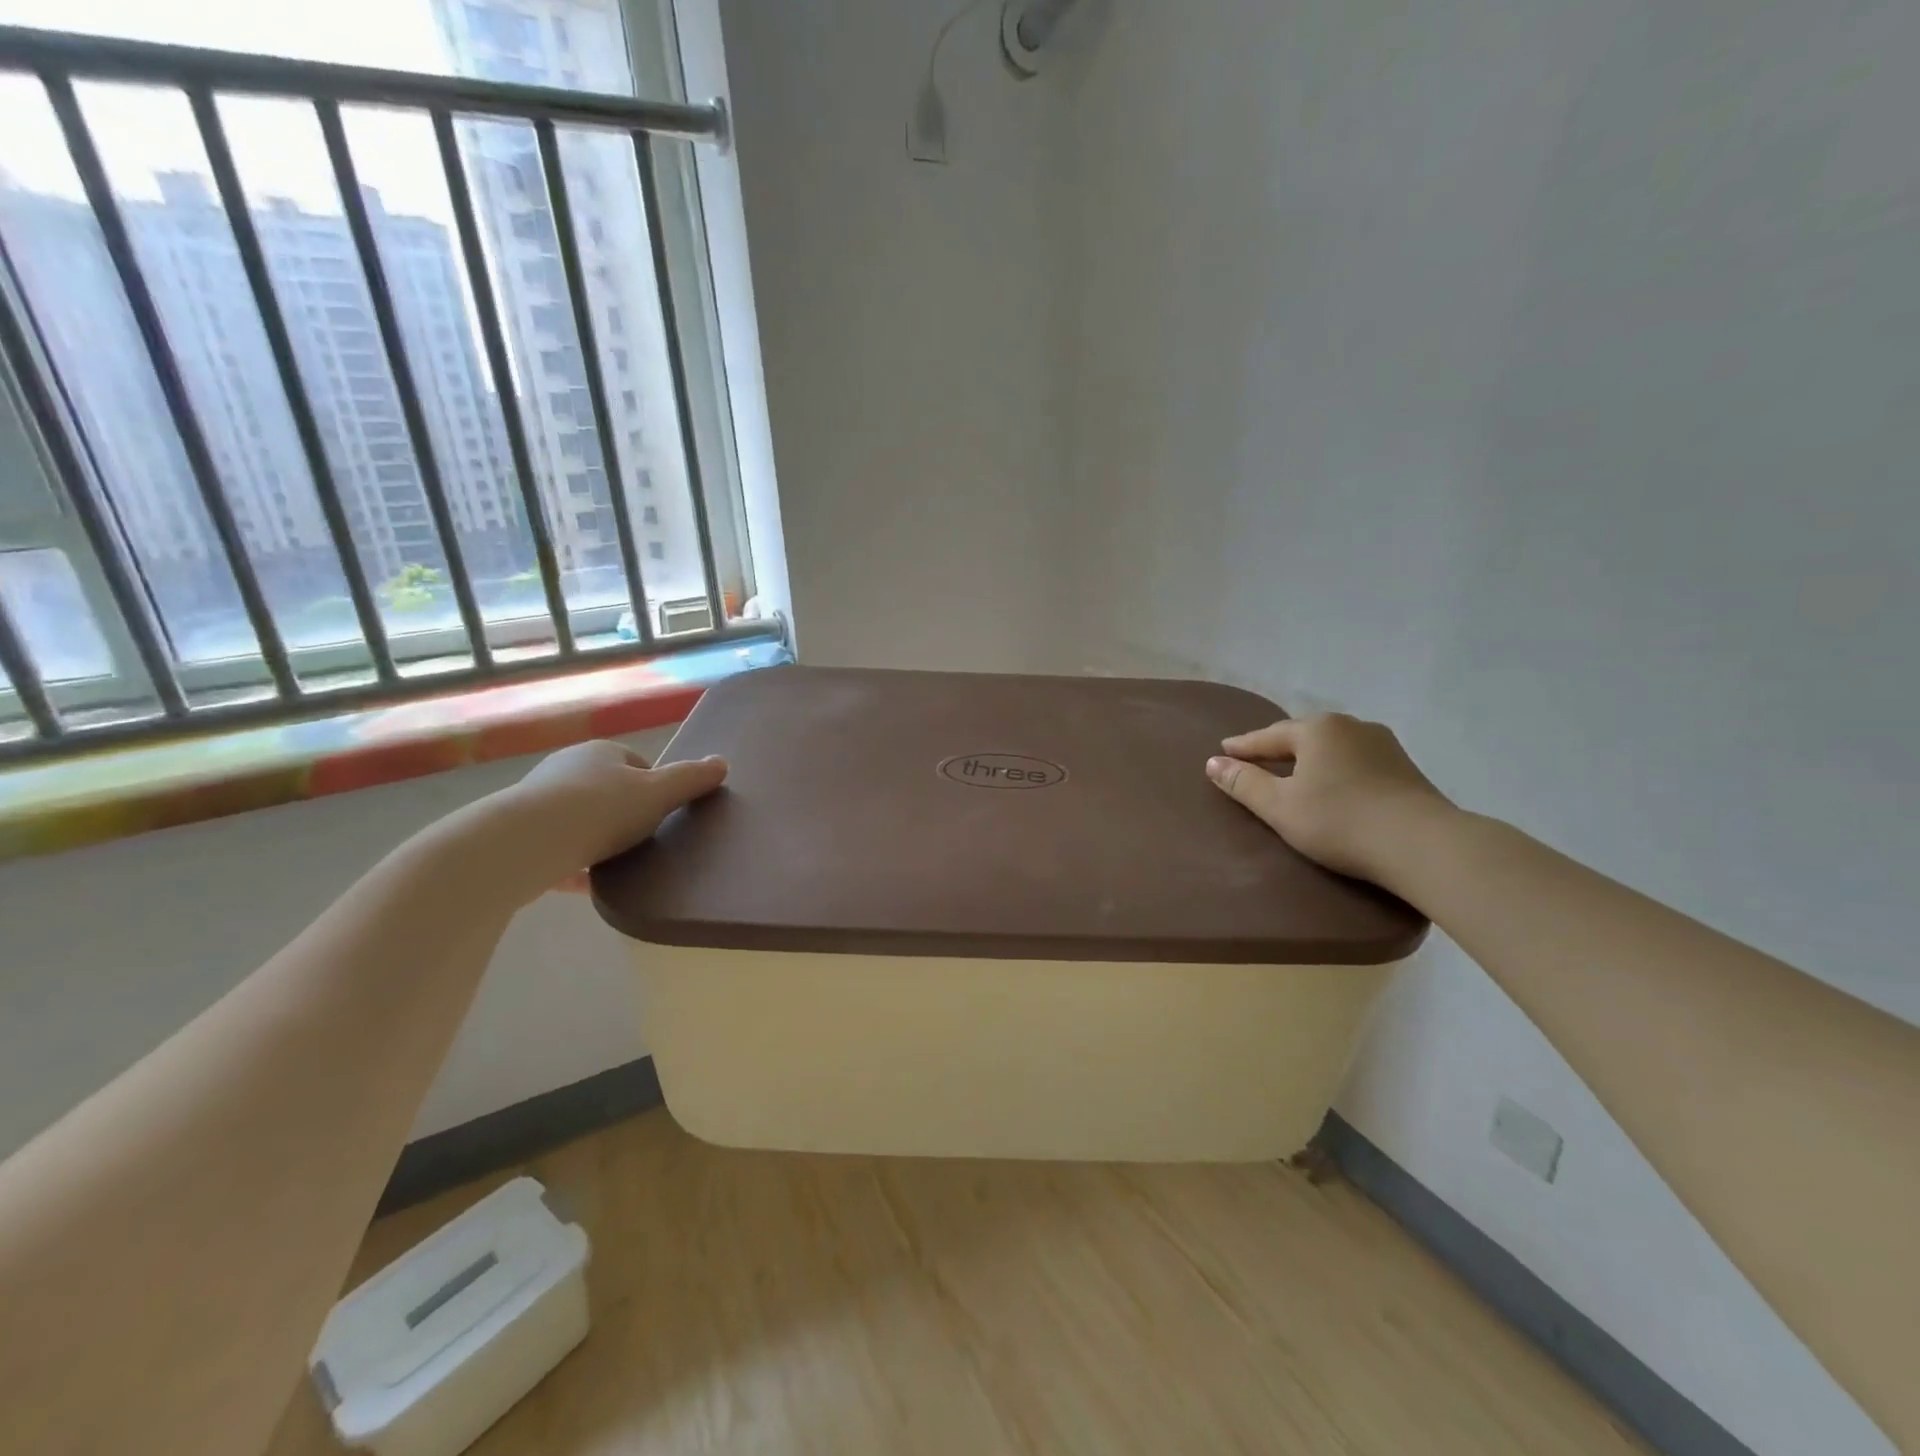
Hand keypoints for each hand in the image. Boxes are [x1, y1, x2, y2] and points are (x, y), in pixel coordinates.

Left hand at [488, 740, 727, 900]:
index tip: (663, 815)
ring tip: (617, 863)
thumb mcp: (658, 794)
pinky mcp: (518, 833)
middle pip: (608, 790)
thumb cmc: (601, 809)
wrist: (523, 843)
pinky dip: (573, 861)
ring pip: (580, 818)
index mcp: (601, 752)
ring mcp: (537, 800)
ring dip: (597, 837)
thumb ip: (691, 779)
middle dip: (625, 813)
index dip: (655, 788)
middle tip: (644, 841)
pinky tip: (587, 883)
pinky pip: (557, 845)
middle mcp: (566, 767)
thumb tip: (722, 763)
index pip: (637, 764)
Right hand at [1205, 714, 1453, 883]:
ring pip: (1332, 747)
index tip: (1222, 751)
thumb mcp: (1280, 806)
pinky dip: (1335, 769)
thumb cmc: (1339, 821)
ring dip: (1309, 758)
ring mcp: (1383, 745)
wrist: (1423, 845)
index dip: (1242, 747)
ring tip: (1293, 772)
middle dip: (1277, 747)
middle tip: (1255, 759)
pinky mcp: (1405, 769)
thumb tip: (1213, 763)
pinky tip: (1333, 784)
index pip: (1267, 736)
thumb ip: (1243, 783)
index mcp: (1316, 729)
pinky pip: (1355, 761)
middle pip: (1302, 736)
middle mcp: (1350, 726)